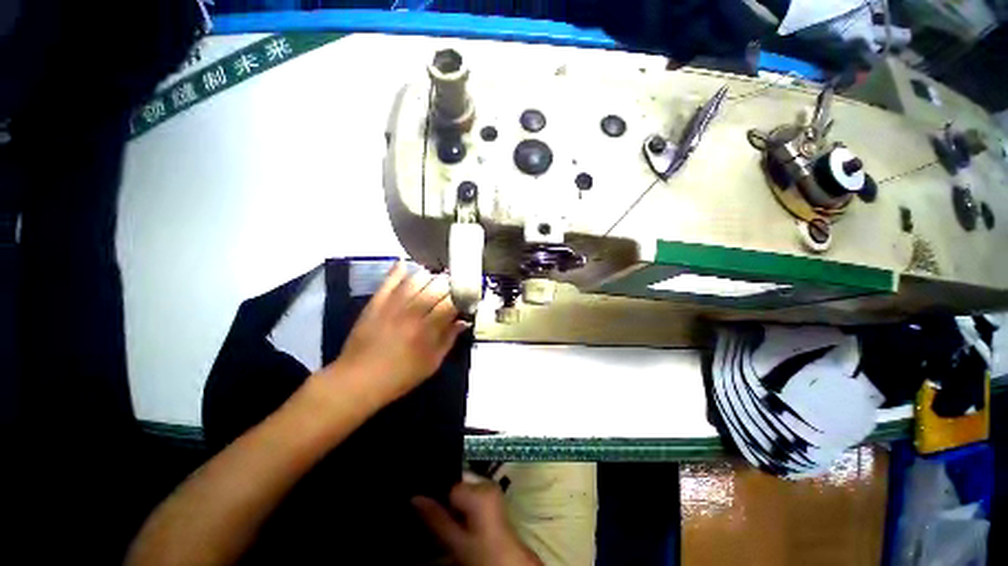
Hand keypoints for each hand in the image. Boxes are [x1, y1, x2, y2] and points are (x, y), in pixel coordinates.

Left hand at [327, 262, 467, 404]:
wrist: (357, 380)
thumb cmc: (399, 376)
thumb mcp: (431, 364)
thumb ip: (449, 340)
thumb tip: (463, 322)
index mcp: (428, 329)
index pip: (451, 303)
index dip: (462, 297)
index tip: (467, 296)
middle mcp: (412, 313)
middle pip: (436, 288)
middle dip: (449, 284)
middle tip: (454, 285)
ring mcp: (392, 306)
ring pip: (415, 281)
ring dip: (429, 276)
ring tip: (435, 276)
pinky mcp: (375, 304)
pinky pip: (388, 282)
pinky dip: (397, 271)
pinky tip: (406, 264)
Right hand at [413, 475, 542, 565]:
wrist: (509, 563)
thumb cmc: (482, 554)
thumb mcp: (455, 541)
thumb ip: (435, 518)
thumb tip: (415, 497)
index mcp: (479, 489)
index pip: (449, 483)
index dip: (438, 498)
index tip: (430, 511)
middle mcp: (487, 482)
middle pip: (457, 482)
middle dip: (447, 498)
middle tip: (440, 519)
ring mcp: (492, 488)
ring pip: (465, 487)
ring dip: (455, 502)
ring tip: (453, 523)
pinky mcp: (494, 495)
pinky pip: (473, 492)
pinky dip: (465, 503)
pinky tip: (462, 521)